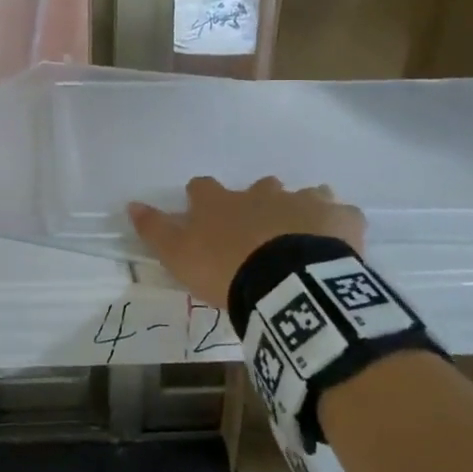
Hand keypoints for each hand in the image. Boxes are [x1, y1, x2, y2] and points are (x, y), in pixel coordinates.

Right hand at [128, 177, 365, 310]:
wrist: (287, 284)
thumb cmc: (226, 270)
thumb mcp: (179, 256)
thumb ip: (154, 229)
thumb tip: (130, 204)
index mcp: (222, 202)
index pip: (202, 187)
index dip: (201, 198)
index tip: (201, 211)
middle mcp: (262, 193)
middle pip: (259, 187)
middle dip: (259, 201)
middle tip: (259, 230)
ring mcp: (304, 202)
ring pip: (304, 195)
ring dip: (301, 209)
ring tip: (301, 235)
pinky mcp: (340, 219)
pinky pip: (342, 215)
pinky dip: (339, 225)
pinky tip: (337, 244)